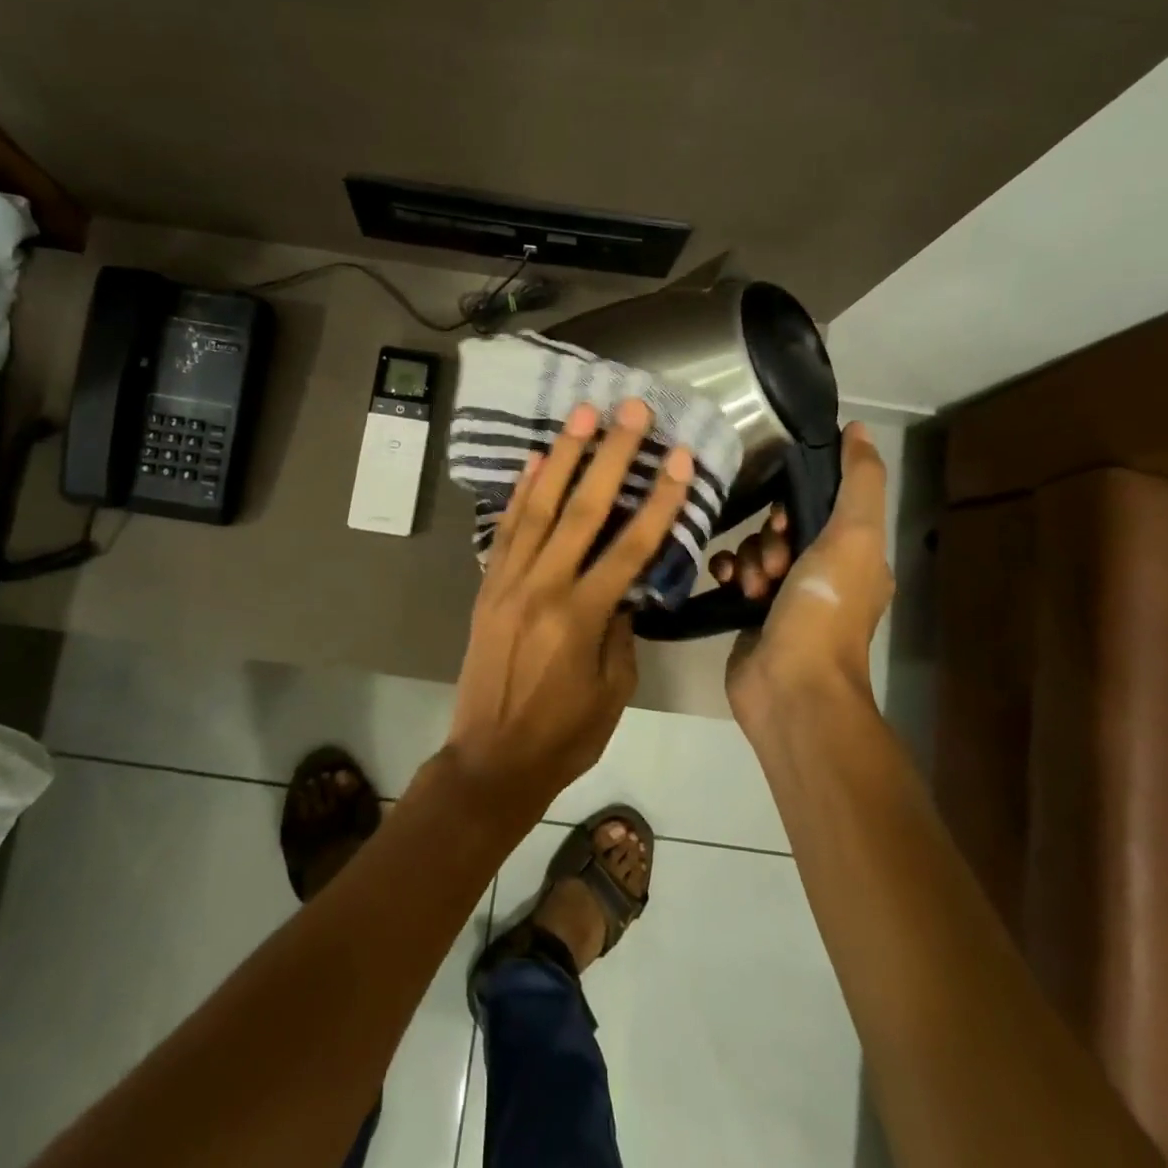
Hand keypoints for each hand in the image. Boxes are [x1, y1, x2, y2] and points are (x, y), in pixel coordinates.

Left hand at [446, 397, 693, 815]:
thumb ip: (621, 628)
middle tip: (630, 410)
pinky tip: (535, 459)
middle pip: (582, 510)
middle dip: (610, 455)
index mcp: (582, 616)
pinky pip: (506, 529)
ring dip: (563, 457)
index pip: (630, 546)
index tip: (679, 458)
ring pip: (538, 507)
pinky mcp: (487, 585)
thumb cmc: (564, 733)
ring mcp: (508, 581)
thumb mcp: (613, 687)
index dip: (659, 499)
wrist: (491, 758)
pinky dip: (521, 491)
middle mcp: (543, 587)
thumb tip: (624, 584)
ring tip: (582, 414)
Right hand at [708, 422, 894, 733]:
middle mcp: (822, 573)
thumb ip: (859, 481)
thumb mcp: (853, 537)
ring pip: (754, 550)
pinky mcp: (751, 616)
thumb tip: (858, 428)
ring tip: (752, 586)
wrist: (791, 685)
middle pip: (782, 527)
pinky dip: (729, 574)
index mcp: (854, 556)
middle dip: (769, 538)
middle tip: (773, 563)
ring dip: (748, 559)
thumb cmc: (824, 608)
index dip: (797, 505)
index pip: (821, 508)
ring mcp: (784, 598)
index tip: (785, 521)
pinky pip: (734, 574)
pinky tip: (728, 584)